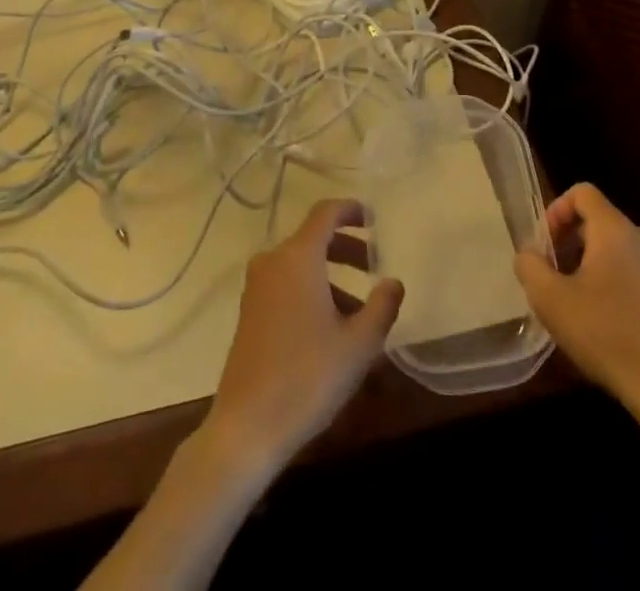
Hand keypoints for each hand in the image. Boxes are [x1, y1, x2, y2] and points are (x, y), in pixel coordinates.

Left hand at [205, 198, 404, 472]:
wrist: (246, 429)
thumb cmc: (308, 377)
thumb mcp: (359, 344)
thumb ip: (382, 306)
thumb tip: (393, 282)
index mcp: (298, 258)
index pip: (325, 213)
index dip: (351, 210)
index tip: (374, 219)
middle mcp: (273, 263)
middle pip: (314, 239)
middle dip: (346, 248)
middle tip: (374, 267)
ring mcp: (256, 288)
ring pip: (300, 265)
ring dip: (331, 276)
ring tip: (360, 309)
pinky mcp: (249, 313)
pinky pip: (286, 285)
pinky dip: (311, 291)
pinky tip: (331, 329)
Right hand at [515, 182, 639, 414]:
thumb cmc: (606, 334)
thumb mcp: (551, 300)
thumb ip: (530, 266)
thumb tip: (529, 254)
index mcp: (616, 229)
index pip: (582, 193)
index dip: (556, 210)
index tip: (545, 246)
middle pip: (597, 221)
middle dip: (570, 242)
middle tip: (554, 277)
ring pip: (615, 248)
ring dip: (590, 265)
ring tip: (576, 302)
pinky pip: (633, 272)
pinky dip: (613, 283)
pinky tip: (603, 322)